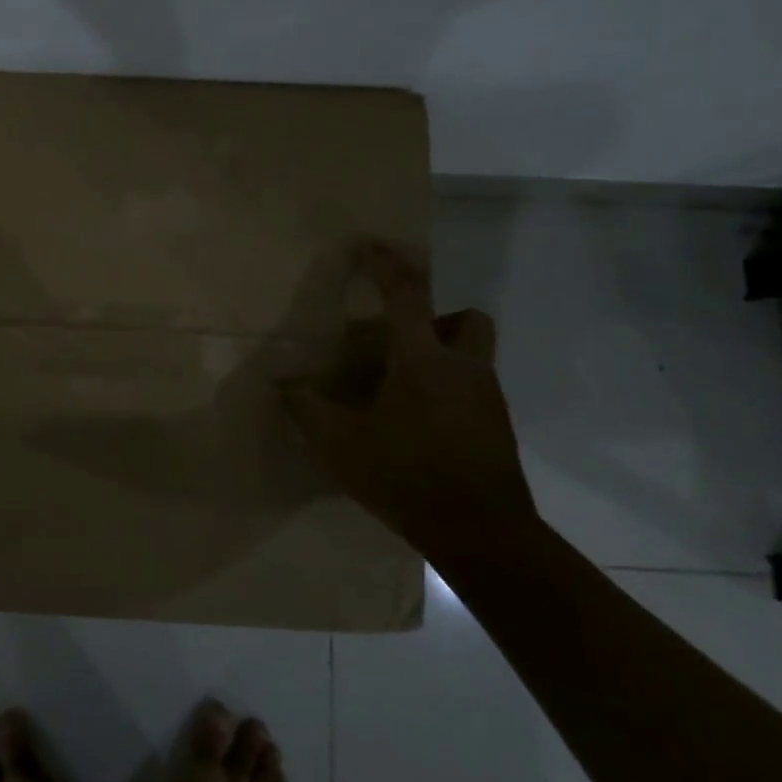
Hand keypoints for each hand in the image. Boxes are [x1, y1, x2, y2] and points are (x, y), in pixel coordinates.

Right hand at [281, 242, 534, 557]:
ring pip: (474, 355)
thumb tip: (282, 383)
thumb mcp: (340, 446)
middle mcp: (463, 369)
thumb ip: (307, 409)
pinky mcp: (498, 428)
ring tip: (403, 388)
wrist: (484, 535)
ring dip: (443, 355)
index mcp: (422, 361)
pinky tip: (420, 424)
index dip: (385, 264)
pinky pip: (475, 389)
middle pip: (467, 317)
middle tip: (401, 339)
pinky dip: (450, 391)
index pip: (407, 294)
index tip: (367, 245)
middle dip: (438, 315)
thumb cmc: (407, 477)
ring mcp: (488, 399)